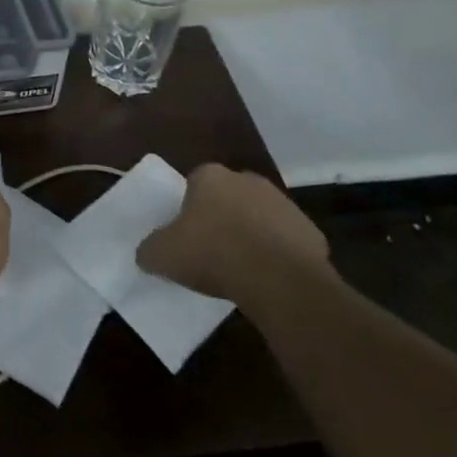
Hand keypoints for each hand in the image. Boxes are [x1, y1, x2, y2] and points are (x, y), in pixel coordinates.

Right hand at [136, 164, 332, 317]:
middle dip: (223, 217)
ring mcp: (283, 203)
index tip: (188, 235)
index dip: (190, 209)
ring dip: (253, 235)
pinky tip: (270, 280)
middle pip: (229, 197)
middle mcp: (246, 179)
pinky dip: (280, 256)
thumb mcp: (164, 255)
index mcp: (210, 176)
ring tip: (242, 269)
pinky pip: (288, 242)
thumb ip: (150, 249)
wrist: (278, 278)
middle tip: (213, 250)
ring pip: (260, 217)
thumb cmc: (213, 254)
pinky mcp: (311, 232)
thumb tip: (146, 253)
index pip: (194, 184)